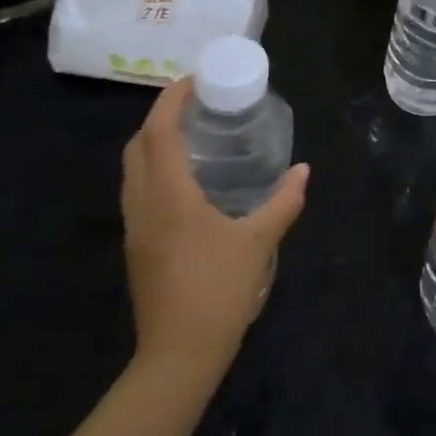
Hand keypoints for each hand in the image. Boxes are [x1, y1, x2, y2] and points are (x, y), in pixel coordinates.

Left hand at [120, 80, 308, 378]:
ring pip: (133, 170)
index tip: (194, 80)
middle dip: (160, 117)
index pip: (159, 133)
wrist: (178, 354)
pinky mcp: (138, 247)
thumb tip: (303, 171)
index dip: (171, 100)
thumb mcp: (259, 242)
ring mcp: (135, 228)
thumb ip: (283, 202)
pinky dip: (155, 170)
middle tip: (196, 105)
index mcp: (169, 196)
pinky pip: (139, 192)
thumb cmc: (219, 291)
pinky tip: (188, 180)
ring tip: (192, 135)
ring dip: (154, 144)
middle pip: (137, 146)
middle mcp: (143, 205)